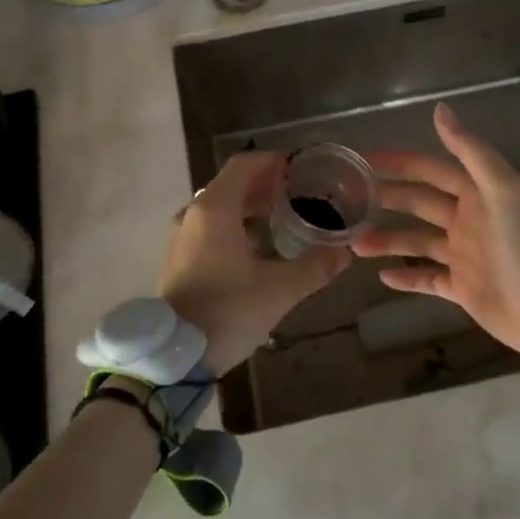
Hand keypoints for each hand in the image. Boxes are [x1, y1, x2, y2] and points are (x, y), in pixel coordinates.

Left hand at [158, 151, 349, 375]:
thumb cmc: (227, 312)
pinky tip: (256, 245)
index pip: (244, 165)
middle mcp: (193, 214)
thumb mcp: (279, 290)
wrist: (174, 356)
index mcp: (215, 209)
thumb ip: (314, 267)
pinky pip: (208, 226)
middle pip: (231, 184)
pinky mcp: (177, 258)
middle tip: (298, 193)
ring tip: (281, 216)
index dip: (272, 162)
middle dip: (264, 184)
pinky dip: (233, 224)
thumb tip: (344, 253)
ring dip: (248, 205)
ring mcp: (181, 236)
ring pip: (218, 206)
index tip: (299, 169)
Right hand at [354, 102, 519, 365]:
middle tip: (347, 200)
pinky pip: (427, 280)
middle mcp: (467, 221)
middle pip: (418, 203)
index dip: (399, 162)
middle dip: (386, 199)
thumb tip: (440, 109)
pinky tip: (381, 277)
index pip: (430, 170)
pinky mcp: (462, 289)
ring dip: (387, 240)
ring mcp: (463, 256)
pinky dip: (406, 278)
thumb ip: (471, 151)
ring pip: (416, 242)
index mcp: (476, 194)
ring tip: (354, 243)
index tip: (365, 160)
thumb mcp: (503, 188)